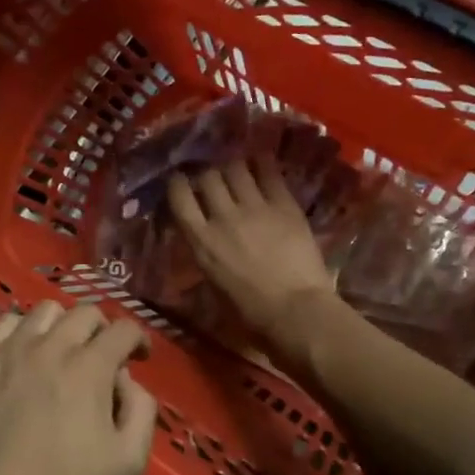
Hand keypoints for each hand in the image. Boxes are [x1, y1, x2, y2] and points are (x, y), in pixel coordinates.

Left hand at [0, 301, 155, 474]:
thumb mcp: (129, 462)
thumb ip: (142, 412)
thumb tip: (128, 381)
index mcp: (90, 367)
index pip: (123, 329)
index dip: (138, 339)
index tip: (138, 357)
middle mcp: (52, 347)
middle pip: (85, 312)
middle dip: (103, 329)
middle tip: (103, 355)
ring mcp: (11, 351)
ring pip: (44, 311)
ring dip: (63, 324)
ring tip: (63, 349)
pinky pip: (4, 323)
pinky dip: (20, 329)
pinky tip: (23, 351)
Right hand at [167, 159, 343, 362]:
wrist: (296, 311)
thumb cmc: (251, 312)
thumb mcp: (214, 283)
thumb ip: (206, 253)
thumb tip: (205, 238)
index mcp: (201, 241)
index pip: (179, 196)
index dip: (178, 183)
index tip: (181, 182)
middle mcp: (223, 217)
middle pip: (208, 177)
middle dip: (208, 174)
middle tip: (214, 179)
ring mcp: (255, 208)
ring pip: (236, 168)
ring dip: (233, 167)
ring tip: (238, 171)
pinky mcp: (284, 205)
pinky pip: (269, 173)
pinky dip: (262, 164)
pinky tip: (262, 162)